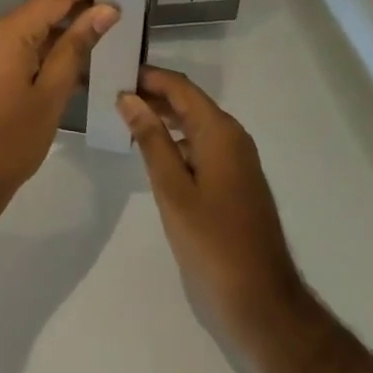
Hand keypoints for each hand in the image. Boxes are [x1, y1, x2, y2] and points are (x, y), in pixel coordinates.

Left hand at [0, 0, 118, 238]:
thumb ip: (76, 48)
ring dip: (67, 33)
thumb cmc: (8, 143)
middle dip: (81, 8)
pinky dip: (49, 53)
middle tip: (123, 10)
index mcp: (8, 32)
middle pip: (43, 9)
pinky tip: (78, 64)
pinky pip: (21, 50)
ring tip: (110, 35)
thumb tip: (104, 9)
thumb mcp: (50, 95)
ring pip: (34, 31)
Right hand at [118, 66, 307, 342]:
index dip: (148, 76)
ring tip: (123, 118)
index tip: (114, 72)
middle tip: (111, 94)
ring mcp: (237, 159)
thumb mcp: (173, 190)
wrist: (262, 301)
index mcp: (220, 132)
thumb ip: (151, 140)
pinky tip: (151, 152)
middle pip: (188, 102)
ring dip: (162, 118)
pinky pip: (202, 145)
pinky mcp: (235, 180)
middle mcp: (232, 137)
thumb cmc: (212, 243)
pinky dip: (176, 141)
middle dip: (152, 95)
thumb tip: (129, 97)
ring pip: (194, 124)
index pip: (180, 87)